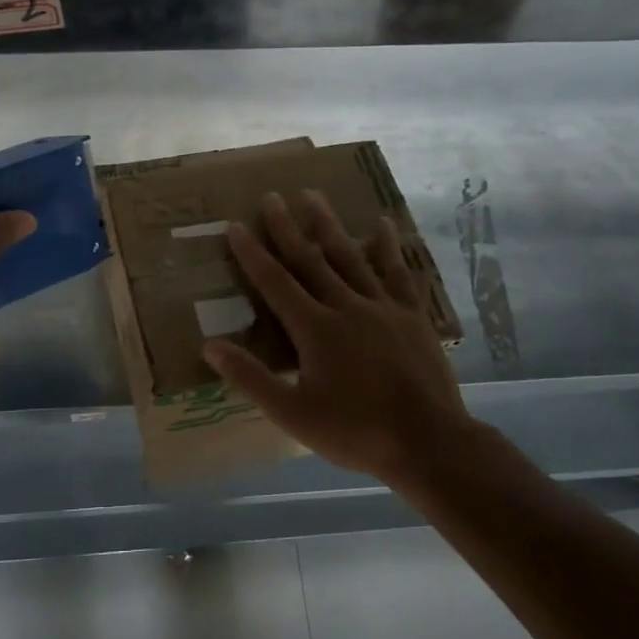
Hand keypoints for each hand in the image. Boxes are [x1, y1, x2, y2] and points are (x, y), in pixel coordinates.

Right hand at [203, 190, 479, 489]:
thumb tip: (210, 346)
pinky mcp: (412, 315)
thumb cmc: (355, 432)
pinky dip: (388, 247)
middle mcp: (346, 307)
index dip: (252, 253)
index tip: (235, 225)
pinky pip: (398, 272)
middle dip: (287, 227)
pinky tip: (382, 225)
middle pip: (310, 259)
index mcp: (314, 329)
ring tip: (313, 195)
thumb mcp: (292, 414)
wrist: (428, 443)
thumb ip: (251, 378)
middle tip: (272, 196)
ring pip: (350, 256)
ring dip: (329, 225)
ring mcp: (382, 307)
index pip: (275, 282)